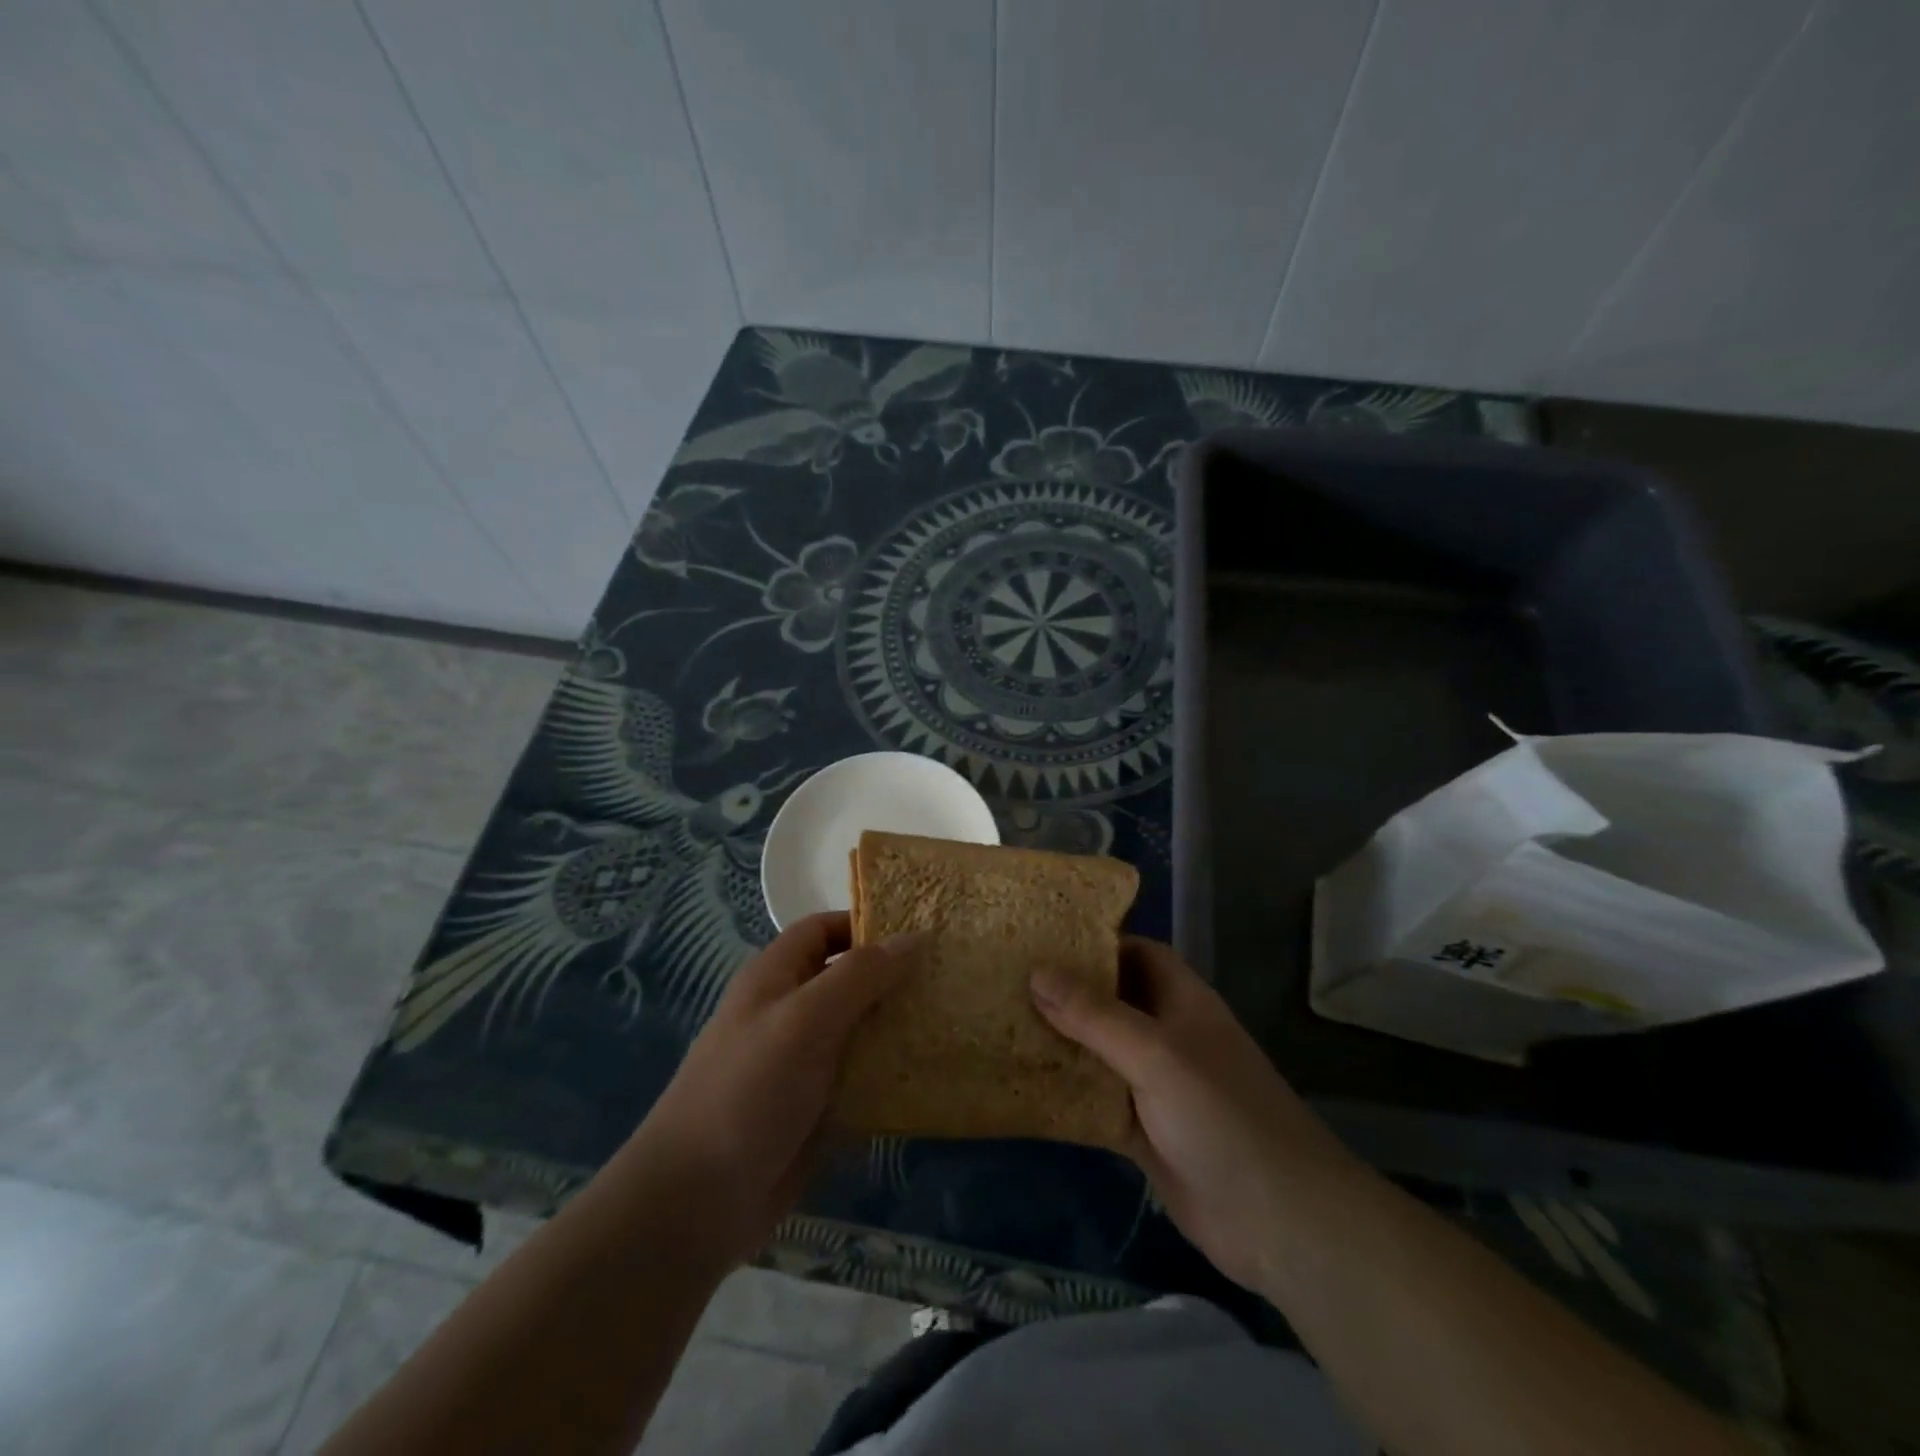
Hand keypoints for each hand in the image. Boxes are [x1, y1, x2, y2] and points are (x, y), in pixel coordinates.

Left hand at [629, 912, 924, 1267]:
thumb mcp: (805, 1019)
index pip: (824, 930)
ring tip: (951, 1018)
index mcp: (775, 978)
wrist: (697, 1201)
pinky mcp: (815, 1108)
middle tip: (949, 976)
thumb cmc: (749, 1090)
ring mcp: (802, 1063)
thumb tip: (915, 937)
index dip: (866, 924)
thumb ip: (860, 975)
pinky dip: (890, 1072)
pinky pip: (860, 1077)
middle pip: (847, 979)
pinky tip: (931, 1073)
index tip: (920, 932)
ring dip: (897, 1025)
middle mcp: (789, 1012)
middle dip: (893, 976)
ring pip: (859, 1029)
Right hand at [1032, 937, 1358, 1291]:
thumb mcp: (1156, 1054)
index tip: (1043, 941)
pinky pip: (1097, 1100)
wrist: (1278, 1221)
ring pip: (1100, 1052)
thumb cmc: (1221, 1115)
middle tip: (1007, 981)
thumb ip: (1095, 1014)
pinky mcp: (1144, 1132)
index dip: (1096, 944)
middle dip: (1067, 992)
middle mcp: (1168, 1036)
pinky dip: (1067, 1094)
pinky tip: (1024, 1087)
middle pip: (1112, 1001)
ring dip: (1061, 1043)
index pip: (1138, 953)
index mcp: (1182, 1002)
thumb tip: (1037, 971)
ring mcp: (1156, 1086)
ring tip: (1002, 1024)